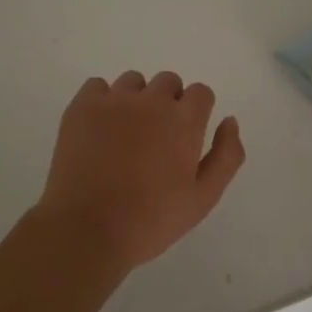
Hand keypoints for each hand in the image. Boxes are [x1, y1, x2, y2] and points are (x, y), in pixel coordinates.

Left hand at [37, 71, 246, 273]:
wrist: (86, 230)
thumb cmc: (151, 220)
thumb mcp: (203, 198)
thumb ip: (226, 156)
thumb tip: (229, 121)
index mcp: (184, 120)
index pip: (201, 92)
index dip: (197, 112)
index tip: (186, 137)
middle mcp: (151, 100)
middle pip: (168, 82)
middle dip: (169, 104)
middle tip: (157, 139)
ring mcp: (113, 100)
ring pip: (133, 82)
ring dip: (136, 100)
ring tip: (125, 135)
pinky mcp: (82, 106)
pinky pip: (97, 86)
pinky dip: (102, 102)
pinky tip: (99, 130)